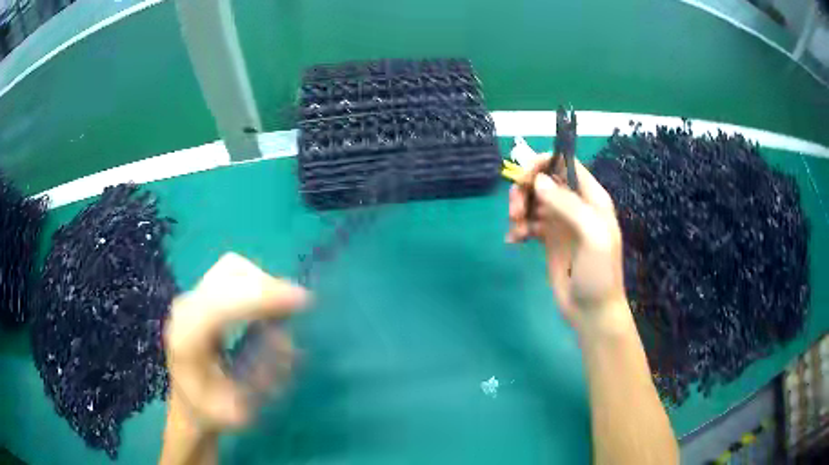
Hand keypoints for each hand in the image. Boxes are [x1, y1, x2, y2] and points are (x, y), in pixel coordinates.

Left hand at [164, 253, 308, 431]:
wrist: (189, 404)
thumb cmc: (213, 412)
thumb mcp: (240, 410)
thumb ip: (261, 377)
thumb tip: (282, 335)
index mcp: (187, 338)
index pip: (222, 304)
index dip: (261, 297)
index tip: (302, 301)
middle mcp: (186, 309)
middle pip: (229, 275)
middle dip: (268, 287)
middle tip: (299, 307)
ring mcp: (191, 297)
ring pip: (232, 268)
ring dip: (263, 283)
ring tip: (283, 309)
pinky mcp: (201, 294)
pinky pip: (233, 273)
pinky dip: (256, 282)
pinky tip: (267, 305)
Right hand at [506, 156, 628, 333]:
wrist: (592, 311)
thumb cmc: (599, 273)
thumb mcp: (592, 236)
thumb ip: (568, 205)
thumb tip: (538, 181)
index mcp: (591, 198)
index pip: (566, 164)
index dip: (543, 163)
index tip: (523, 176)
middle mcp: (575, 205)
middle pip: (544, 180)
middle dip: (525, 189)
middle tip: (514, 210)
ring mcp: (561, 222)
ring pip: (534, 200)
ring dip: (519, 209)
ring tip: (515, 229)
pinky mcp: (549, 239)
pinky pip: (529, 222)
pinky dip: (518, 227)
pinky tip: (514, 241)